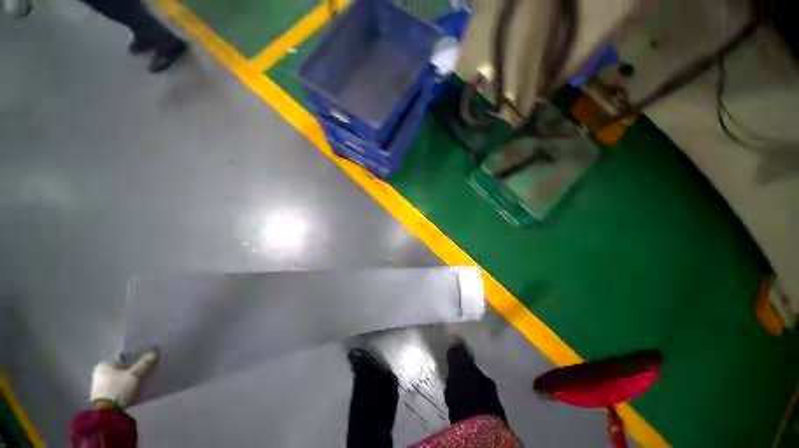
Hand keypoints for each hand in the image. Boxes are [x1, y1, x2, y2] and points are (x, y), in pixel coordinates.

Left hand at [90, 349, 158, 407]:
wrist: (106, 413)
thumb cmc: (118, 389)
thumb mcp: (135, 375)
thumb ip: (145, 363)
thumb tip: (155, 351)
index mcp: (105, 363)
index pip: (124, 356)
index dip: (137, 357)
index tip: (148, 359)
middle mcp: (100, 371)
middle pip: (122, 368)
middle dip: (133, 369)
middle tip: (147, 370)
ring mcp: (100, 384)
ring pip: (120, 378)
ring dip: (130, 379)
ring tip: (142, 380)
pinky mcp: (103, 395)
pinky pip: (118, 387)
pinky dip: (126, 387)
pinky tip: (134, 389)